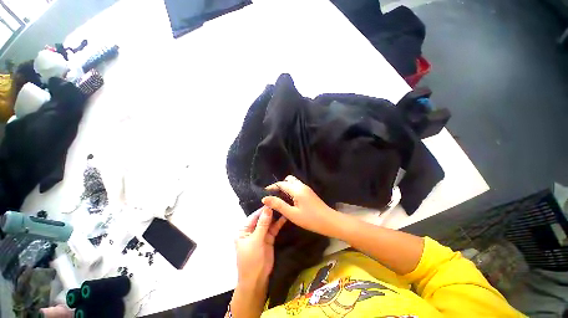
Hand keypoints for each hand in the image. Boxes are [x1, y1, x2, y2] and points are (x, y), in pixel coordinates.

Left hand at [235, 206, 286, 289]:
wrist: (257, 279)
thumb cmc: (251, 259)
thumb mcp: (256, 240)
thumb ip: (262, 224)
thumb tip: (268, 209)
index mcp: (244, 230)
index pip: (254, 216)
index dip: (263, 209)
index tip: (272, 201)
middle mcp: (252, 230)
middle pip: (262, 218)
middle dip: (270, 212)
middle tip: (280, 202)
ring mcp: (261, 234)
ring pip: (269, 223)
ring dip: (275, 217)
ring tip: (283, 208)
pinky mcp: (269, 239)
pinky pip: (274, 229)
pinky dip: (278, 224)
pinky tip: (285, 217)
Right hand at [262, 175, 340, 237]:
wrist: (329, 221)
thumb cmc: (310, 219)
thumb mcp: (292, 214)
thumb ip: (279, 205)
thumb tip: (265, 198)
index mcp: (297, 189)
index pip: (281, 183)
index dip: (272, 187)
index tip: (265, 193)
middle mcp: (301, 186)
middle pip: (288, 179)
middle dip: (280, 185)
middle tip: (274, 195)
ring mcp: (306, 188)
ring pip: (293, 182)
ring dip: (286, 187)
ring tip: (280, 198)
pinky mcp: (309, 192)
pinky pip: (297, 186)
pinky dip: (291, 189)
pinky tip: (289, 199)